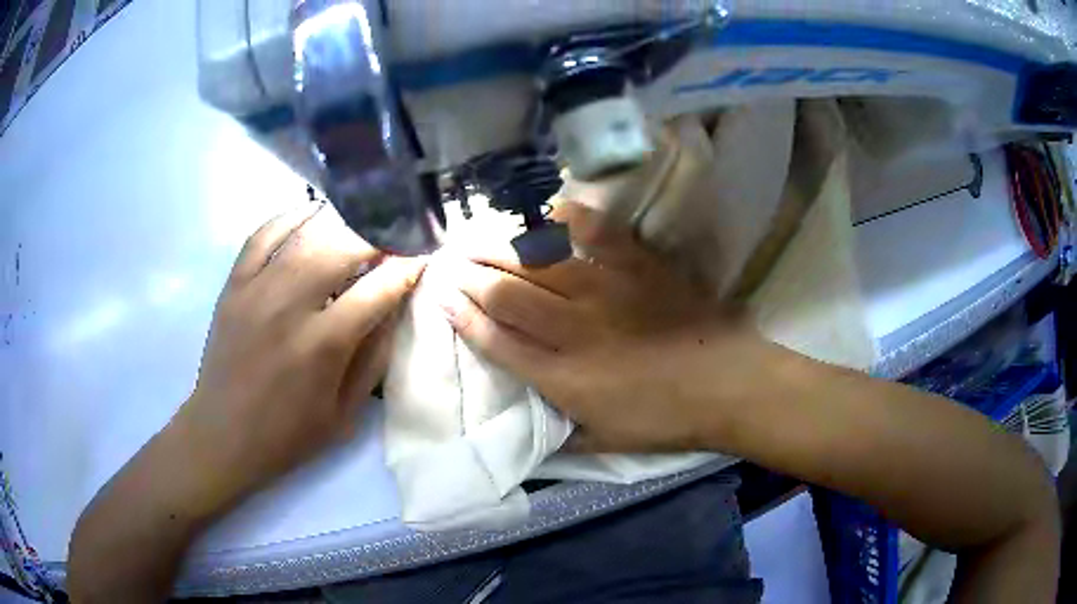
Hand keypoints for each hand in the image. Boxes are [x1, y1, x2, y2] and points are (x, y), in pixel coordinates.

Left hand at [171, 204, 425, 511]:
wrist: (222, 435)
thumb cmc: (288, 434)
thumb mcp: (345, 412)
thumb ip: (374, 357)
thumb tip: (395, 305)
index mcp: (323, 345)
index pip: (378, 287)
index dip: (408, 266)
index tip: (424, 255)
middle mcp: (289, 306)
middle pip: (343, 246)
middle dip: (379, 234)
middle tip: (396, 234)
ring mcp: (256, 289)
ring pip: (306, 232)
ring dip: (341, 221)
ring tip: (362, 220)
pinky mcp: (233, 284)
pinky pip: (263, 234)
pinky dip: (290, 217)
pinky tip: (312, 216)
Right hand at [439, 202, 772, 452]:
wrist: (727, 385)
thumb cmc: (666, 420)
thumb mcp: (606, 443)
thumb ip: (562, 437)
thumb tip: (531, 432)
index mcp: (562, 378)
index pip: (497, 341)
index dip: (463, 317)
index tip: (440, 296)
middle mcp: (573, 330)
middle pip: (506, 295)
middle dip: (469, 276)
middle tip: (448, 259)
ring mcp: (606, 291)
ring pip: (538, 263)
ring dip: (499, 247)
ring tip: (474, 236)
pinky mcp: (637, 266)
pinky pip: (595, 232)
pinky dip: (566, 216)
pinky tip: (545, 209)